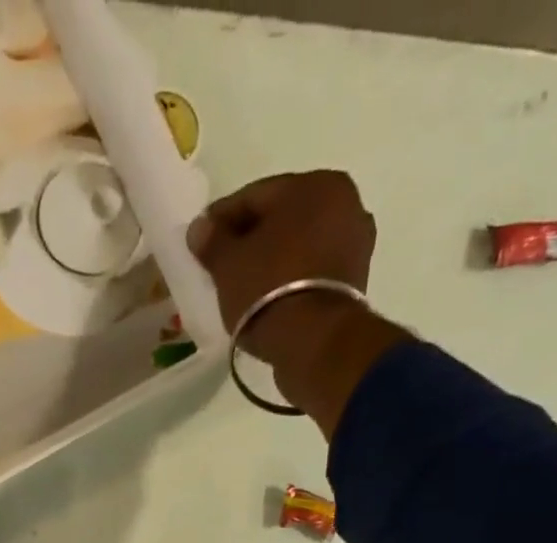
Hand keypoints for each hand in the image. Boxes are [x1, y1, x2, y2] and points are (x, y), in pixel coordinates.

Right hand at [188, 171, 407, 436]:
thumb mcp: (228, 265)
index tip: (201, 239)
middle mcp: (346, 204)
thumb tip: (200, 228)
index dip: (222, 218)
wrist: (314, 343)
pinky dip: (290, 279)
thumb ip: (212, 241)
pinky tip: (268, 297)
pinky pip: (312, 271)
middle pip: (283, 219)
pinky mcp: (355, 282)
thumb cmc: (268, 290)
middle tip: (221, 263)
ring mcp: (356, 244)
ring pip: (299, 246)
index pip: (256, 196)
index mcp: (316, 184)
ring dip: (273, 260)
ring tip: (243, 284)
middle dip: (252, 238)